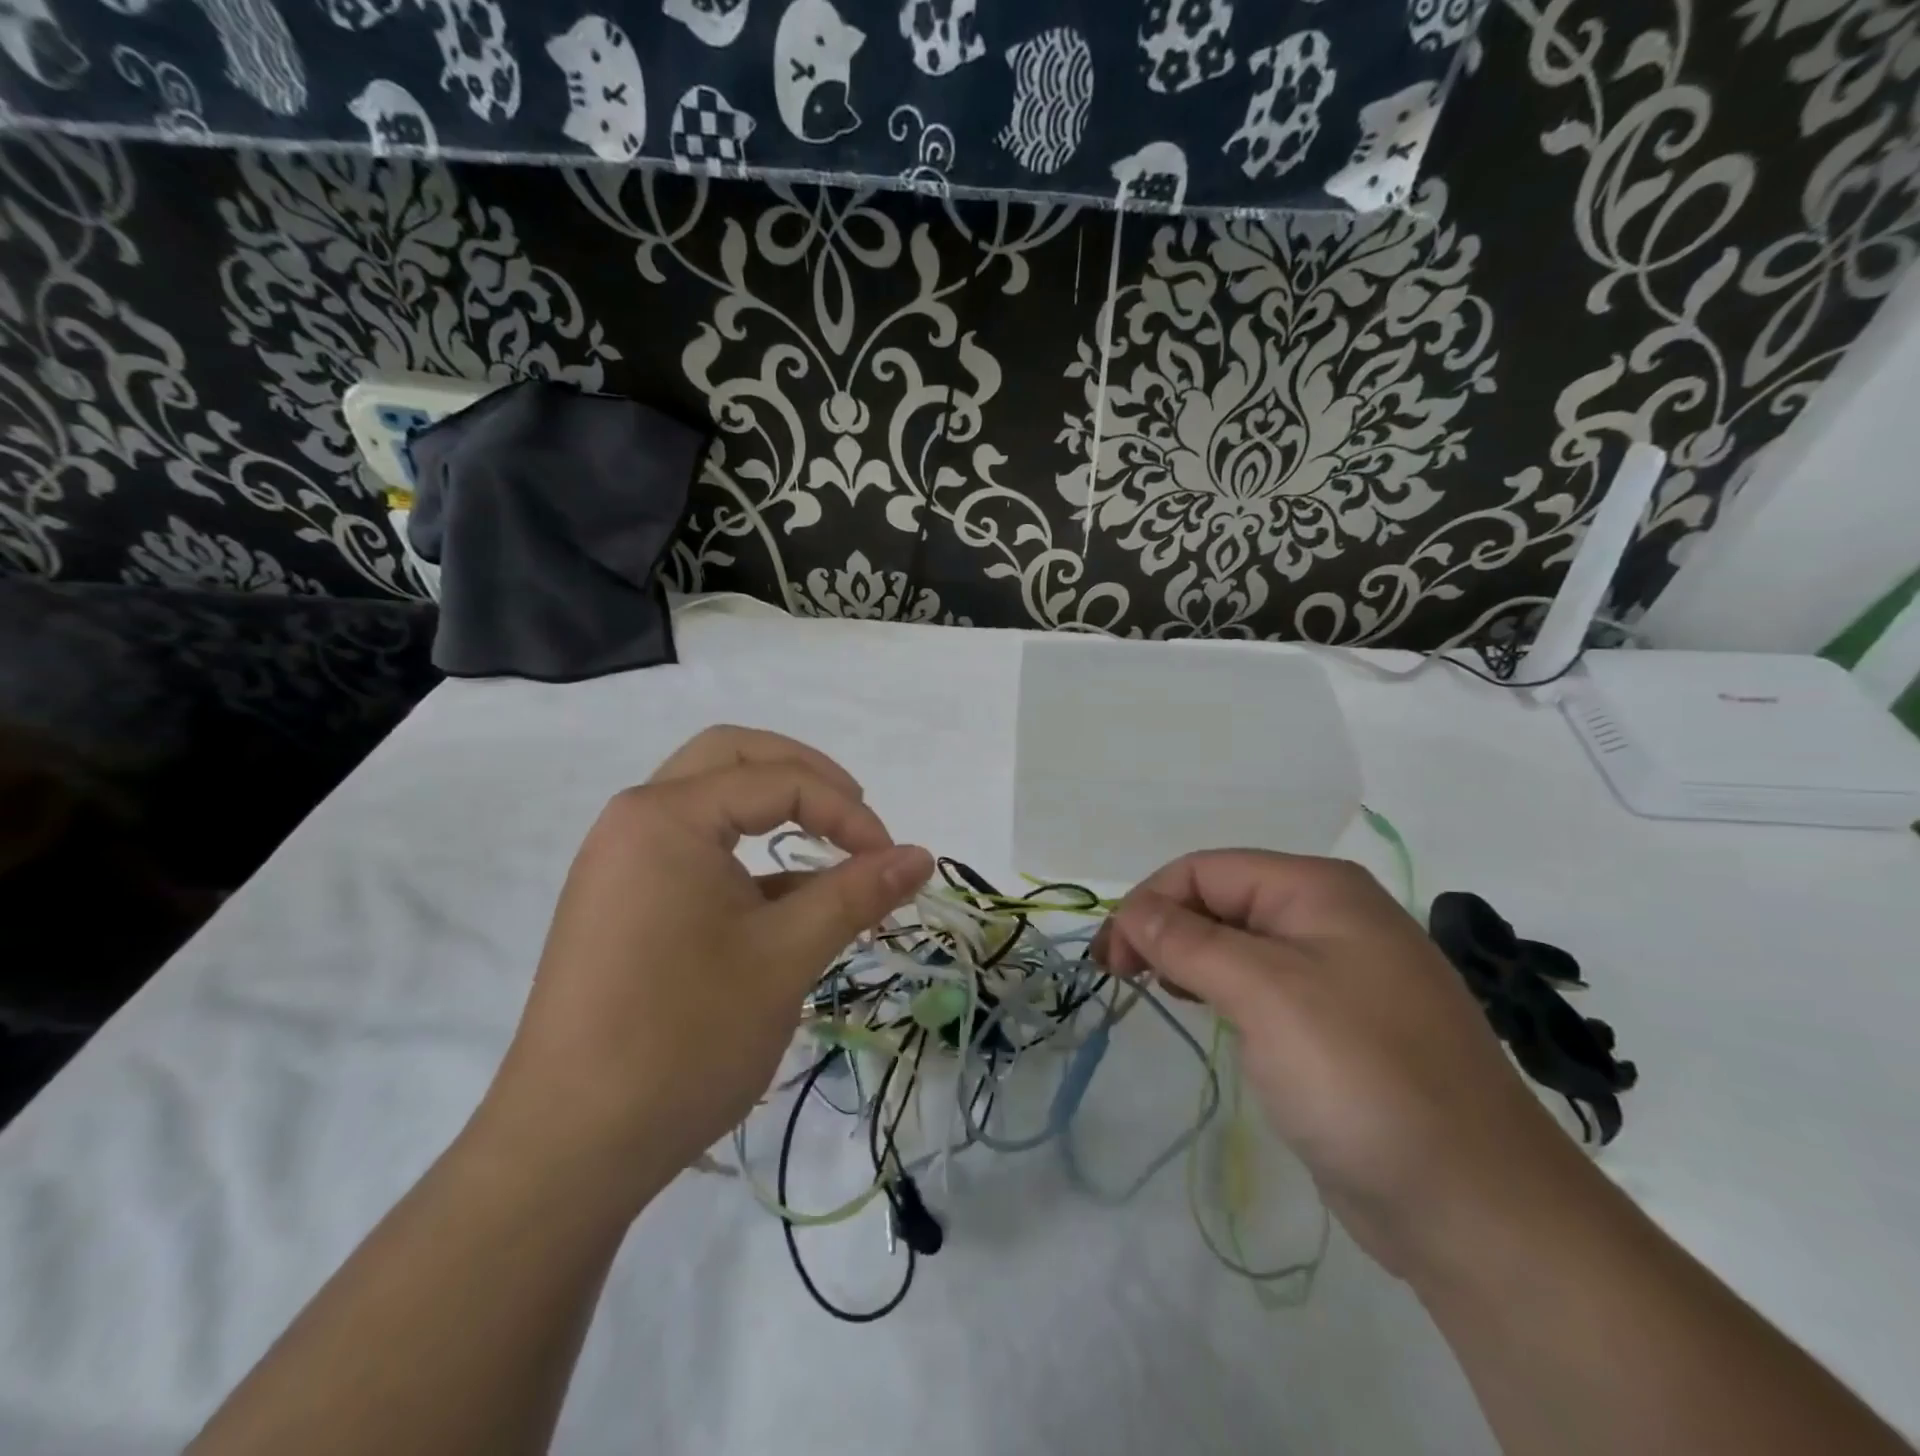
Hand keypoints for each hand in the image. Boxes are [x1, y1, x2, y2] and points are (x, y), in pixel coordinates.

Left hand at [478, 727, 932, 1215]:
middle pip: (732, 759)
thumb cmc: (683, 1038)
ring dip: (773, 811)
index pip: (777, 780)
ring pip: (710, 803)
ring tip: (829, 852)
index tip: (891, 861)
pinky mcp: (621, 904)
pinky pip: (693, 851)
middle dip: (804, 777)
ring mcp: (620, 863)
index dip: (847, 812)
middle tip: (855, 817)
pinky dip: (746, 857)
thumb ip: (856, 893)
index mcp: (666, 816)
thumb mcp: (785, 958)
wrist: (568, 1150)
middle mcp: (635, 821)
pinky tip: (786, 903)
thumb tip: (923, 855)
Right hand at [1094, 851, 1590, 1278]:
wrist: (1477, 1207)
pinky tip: (1208, 1013)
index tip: (1112, 959)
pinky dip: (1222, 990)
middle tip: (1122, 977)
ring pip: (1238, 943)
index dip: (1150, 904)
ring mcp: (1339, 972)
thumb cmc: (1362, 1076)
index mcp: (1318, 890)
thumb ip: (1188, 941)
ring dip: (1189, 958)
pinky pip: (1263, 985)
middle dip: (1165, 929)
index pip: (1207, 870)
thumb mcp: (1264, 992)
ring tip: (1158, 990)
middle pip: (1221, 900)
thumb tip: (1130, 910)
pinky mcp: (1338, 1023)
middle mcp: (1330, 917)